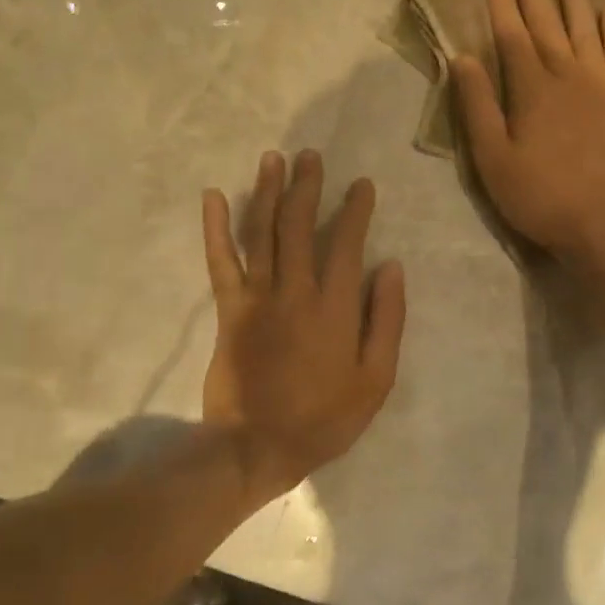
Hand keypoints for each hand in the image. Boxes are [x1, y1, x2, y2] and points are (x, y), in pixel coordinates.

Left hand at [202, 150, 405, 502]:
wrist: (256, 447)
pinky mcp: (228, 310)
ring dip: (267, 192)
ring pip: (261, 233)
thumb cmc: (323, 419)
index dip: (354, 210)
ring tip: (273, 159)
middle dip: (306, 187)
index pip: (346, 244)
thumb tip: (391, 268)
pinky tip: (212, 196)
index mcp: (334, 308)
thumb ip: (386, 321)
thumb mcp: (375, 380)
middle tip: (310, 157)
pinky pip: (221, 261)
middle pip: (299, 226)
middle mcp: (295, 291)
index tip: (361, 185)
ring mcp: (257, 298)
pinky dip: (215, 227)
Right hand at [452, 0, 604, 265]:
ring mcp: (603, 85)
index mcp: (532, 88)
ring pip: (587, 29)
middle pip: (548, 23)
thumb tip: (463, 58)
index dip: (501, 2)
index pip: (511, 33)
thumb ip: (477, 106)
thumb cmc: (540, 196)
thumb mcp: (492, 159)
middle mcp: (569, 74)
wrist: (604, 225)